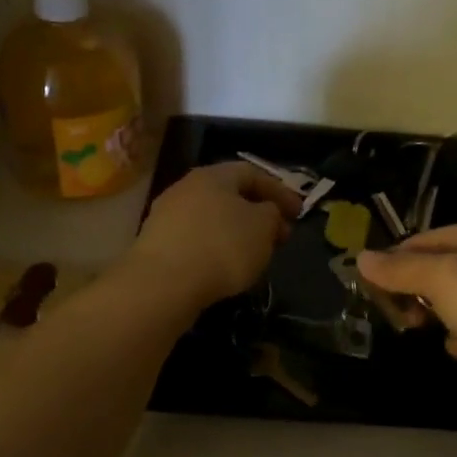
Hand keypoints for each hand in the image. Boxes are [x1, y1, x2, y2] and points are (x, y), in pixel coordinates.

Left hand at [128, 161, 300, 310]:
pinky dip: (215, 248)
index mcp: (213, 175)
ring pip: (212, 218)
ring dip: (236, 232)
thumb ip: (272, 214)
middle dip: (258, 214)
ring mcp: (167, 216)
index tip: (299, 214)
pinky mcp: (157, 244)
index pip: (252, 173)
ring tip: (254, 254)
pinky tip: (225, 268)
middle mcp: (186, 188)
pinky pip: (196, 239)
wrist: (163, 283)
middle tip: (279, 236)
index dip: (279, 192)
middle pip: (230, 195)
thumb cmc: (221, 246)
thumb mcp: (262, 227)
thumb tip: (267, 213)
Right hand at [357, 222, 456, 403]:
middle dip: (414, 291)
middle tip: (401, 317)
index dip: (393, 263)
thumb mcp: (441, 279)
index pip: (420, 240)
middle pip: (439, 267)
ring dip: (437, 314)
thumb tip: (361, 257)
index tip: (373, 293)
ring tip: (426, 332)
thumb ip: (399, 268)